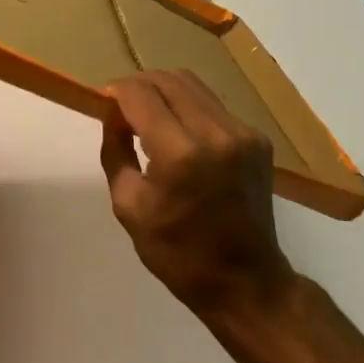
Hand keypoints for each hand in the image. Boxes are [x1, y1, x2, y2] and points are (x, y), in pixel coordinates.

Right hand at [100, 70, 293, 315]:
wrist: (245, 282)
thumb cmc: (177, 252)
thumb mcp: (128, 205)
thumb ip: (115, 149)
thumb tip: (113, 112)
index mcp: (179, 154)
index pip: (141, 95)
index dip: (118, 91)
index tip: (106, 101)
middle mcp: (215, 133)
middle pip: (168, 80)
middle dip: (139, 84)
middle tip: (123, 105)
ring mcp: (242, 133)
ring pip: (193, 85)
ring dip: (165, 91)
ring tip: (149, 114)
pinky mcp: (257, 139)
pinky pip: (214, 106)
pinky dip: (190, 108)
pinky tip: (181, 134)